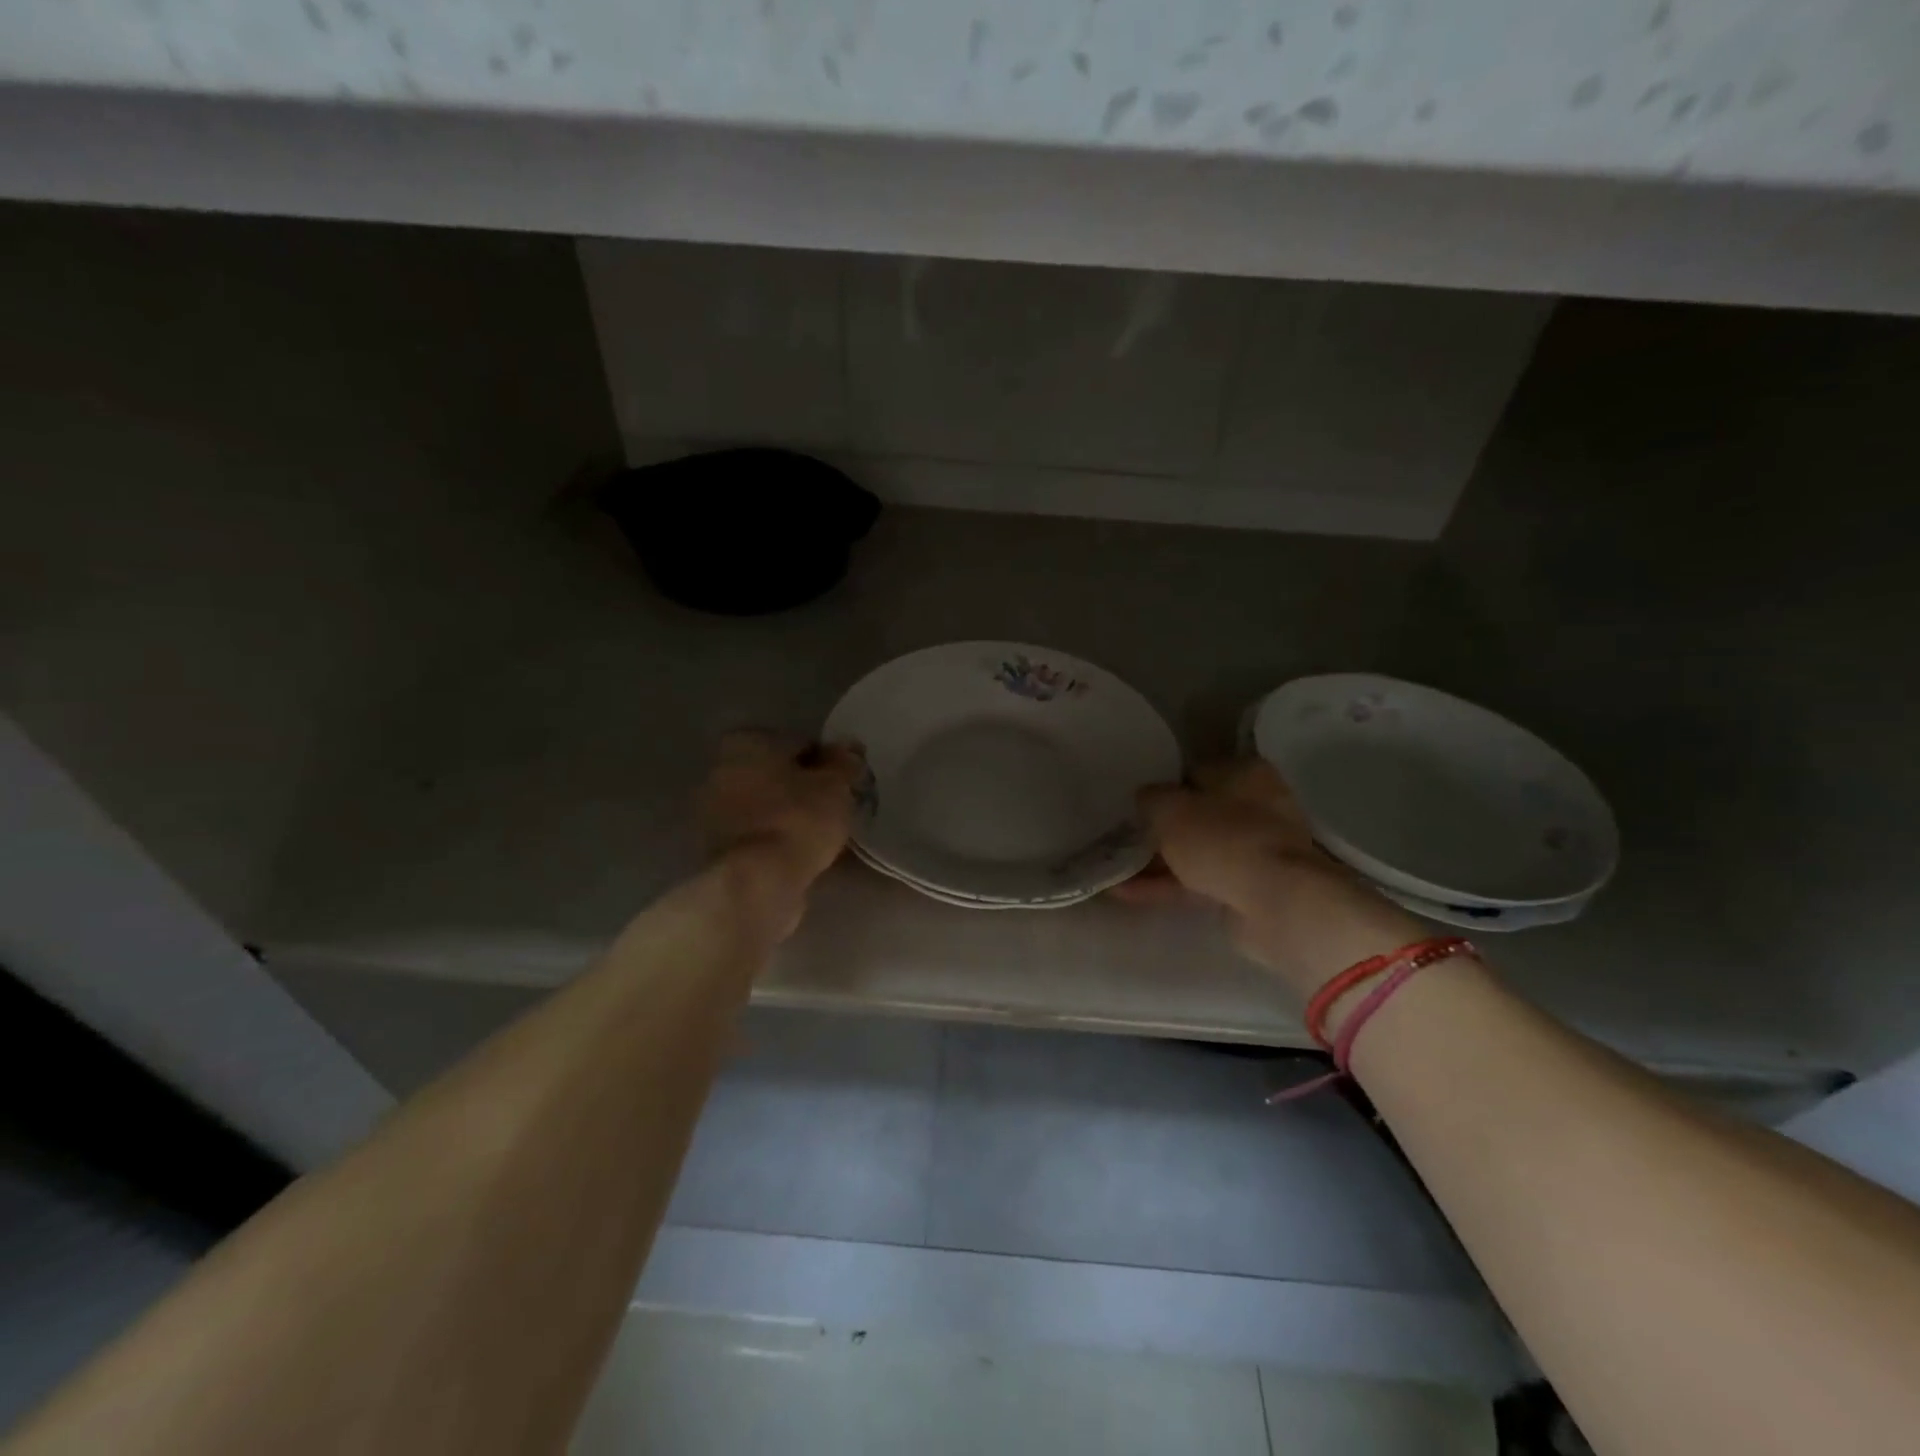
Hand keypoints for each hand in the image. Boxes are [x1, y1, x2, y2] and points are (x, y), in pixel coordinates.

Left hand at [699, 731, 864, 933]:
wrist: (756, 883)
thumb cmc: (797, 820)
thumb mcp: (835, 786)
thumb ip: (844, 763)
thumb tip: (849, 748)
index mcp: (746, 743)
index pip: (798, 743)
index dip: (827, 761)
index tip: (846, 782)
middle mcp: (721, 770)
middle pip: (777, 774)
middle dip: (804, 788)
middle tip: (836, 807)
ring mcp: (713, 811)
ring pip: (767, 806)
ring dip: (791, 815)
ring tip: (823, 834)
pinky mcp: (716, 848)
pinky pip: (759, 834)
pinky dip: (778, 839)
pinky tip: (802, 853)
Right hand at [1135, 760, 1331, 912]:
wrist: (1276, 902)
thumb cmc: (1222, 839)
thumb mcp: (1169, 808)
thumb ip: (1150, 798)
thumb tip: (1146, 799)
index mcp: (1244, 773)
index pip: (1194, 773)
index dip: (1163, 789)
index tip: (1137, 806)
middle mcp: (1257, 806)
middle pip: (1198, 815)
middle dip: (1161, 830)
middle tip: (1126, 839)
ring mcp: (1257, 850)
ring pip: (1198, 852)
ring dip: (1159, 862)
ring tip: (1118, 871)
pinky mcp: (1252, 888)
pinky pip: (1202, 882)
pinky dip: (1169, 886)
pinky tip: (1129, 893)